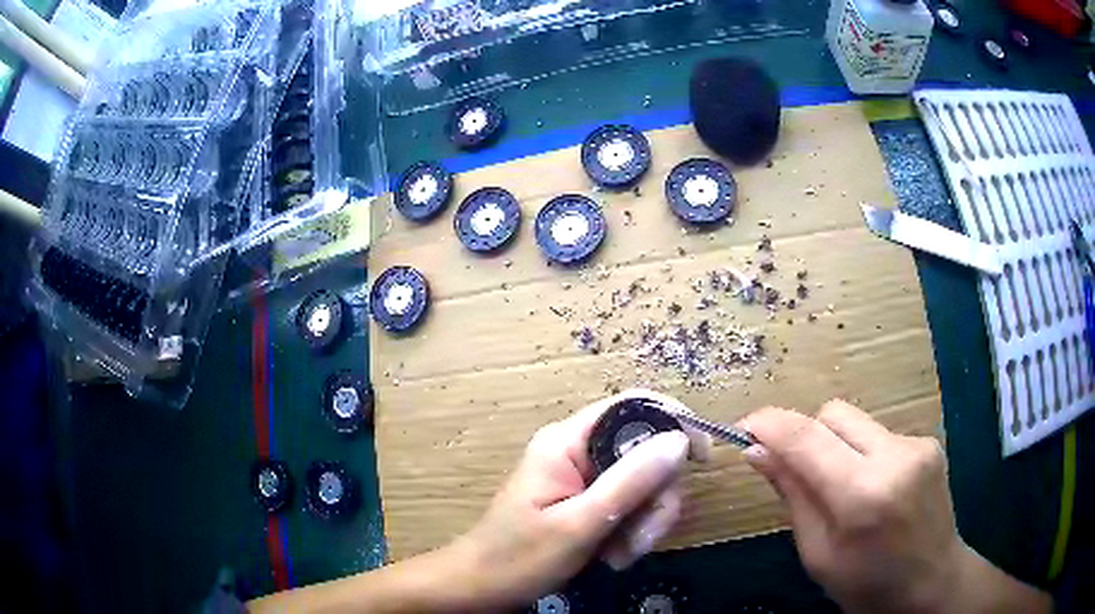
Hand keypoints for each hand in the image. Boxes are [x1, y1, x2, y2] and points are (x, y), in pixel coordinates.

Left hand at [449, 389, 707, 608]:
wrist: (482, 588)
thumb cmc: (519, 557)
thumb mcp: (579, 524)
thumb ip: (630, 482)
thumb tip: (680, 439)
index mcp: (567, 441)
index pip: (633, 406)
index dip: (674, 422)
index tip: (700, 459)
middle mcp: (578, 450)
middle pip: (645, 453)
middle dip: (655, 499)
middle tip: (640, 539)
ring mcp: (584, 477)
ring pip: (643, 484)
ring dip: (644, 523)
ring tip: (620, 556)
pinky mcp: (587, 501)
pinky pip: (629, 505)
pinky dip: (632, 531)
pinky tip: (614, 557)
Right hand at [742, 400, 1049, 613]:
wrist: (932, 582)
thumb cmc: (866, 585)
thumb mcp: (818, 554)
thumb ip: (793, 496)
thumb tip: (758, 452)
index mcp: (862, 495)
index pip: (806, 438)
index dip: (769, 425)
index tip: (744, 428)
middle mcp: (894, 456)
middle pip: (832, 413)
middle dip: (806, 435)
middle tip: (798, 471)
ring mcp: (917, 445)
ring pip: (856, 421)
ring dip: (836, 446)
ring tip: (842, 487)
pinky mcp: (928, 442)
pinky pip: (879, 434)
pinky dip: (862, 453)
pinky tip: (873, 488)